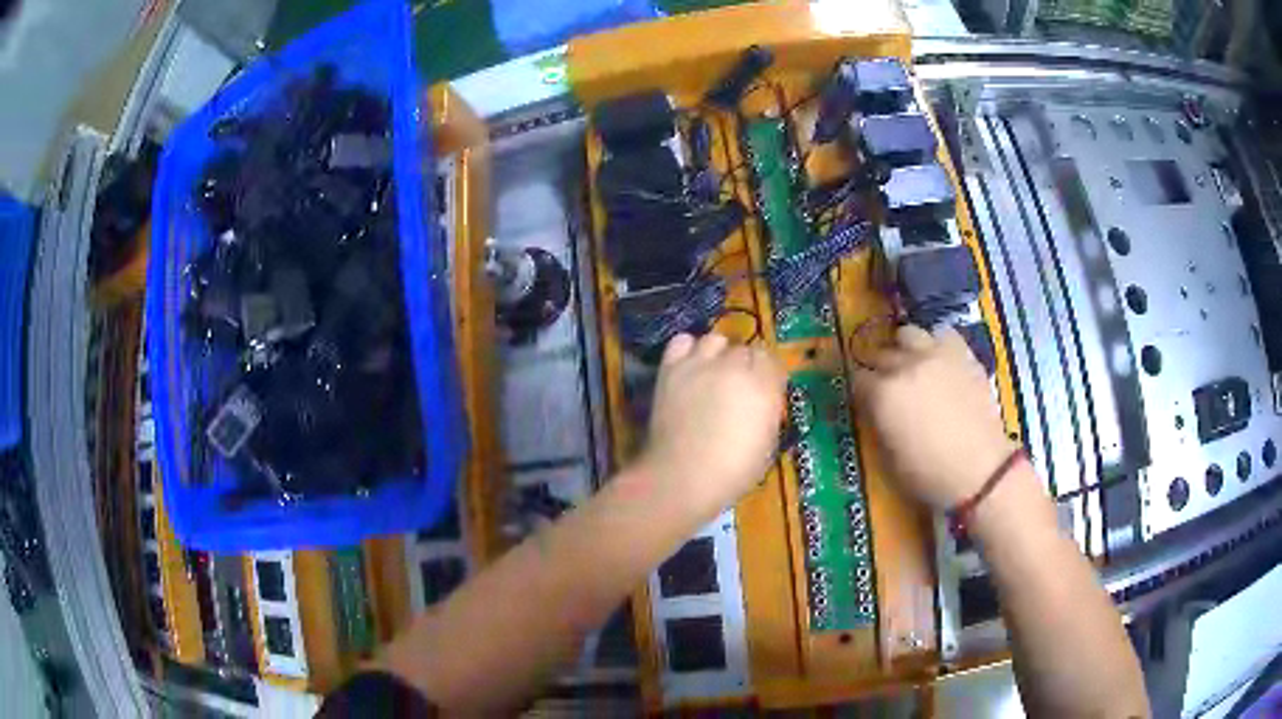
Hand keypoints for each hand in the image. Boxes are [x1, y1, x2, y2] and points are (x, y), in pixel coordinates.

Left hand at [637, 333, 785, 514]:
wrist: (682, 477)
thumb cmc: (733, 471)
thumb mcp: (767, 444)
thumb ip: (767, 412)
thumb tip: (761, 402)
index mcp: (764, 385)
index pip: (772, 360)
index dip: (767, 374)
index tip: (764, 390)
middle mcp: (735, 366)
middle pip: (744, 350)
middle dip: (744, 366)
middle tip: (736, 389)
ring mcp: (700, 363)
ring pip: (715, 339)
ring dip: (718, 353)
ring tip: (712, 373)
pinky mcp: (671, 368)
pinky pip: (682, 342)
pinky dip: (687, 350)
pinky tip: (689, 367)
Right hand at [853, 325, 1016, 509]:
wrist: (980, 471)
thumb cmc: (928, 474)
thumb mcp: (887, 457)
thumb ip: (877, 423)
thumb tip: (875, 409)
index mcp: (882, 394)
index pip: (858, 379)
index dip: (861, 392)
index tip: (867, 402)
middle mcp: (904, 366)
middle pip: (880, 354)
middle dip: (880, 370)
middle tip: (888, 389)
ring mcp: (935, 355)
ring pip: (908, 334)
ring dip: (905, 349)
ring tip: (912, 366)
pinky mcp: (962, 353)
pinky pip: (942, 334)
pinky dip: (936, 344)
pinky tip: (939, 361)